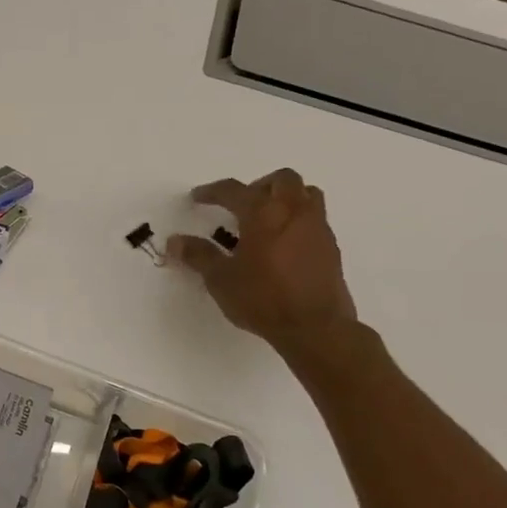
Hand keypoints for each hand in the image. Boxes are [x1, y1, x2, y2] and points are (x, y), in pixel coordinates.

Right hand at [168, 169, 357, 359]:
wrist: (316, 328)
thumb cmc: (263, 299)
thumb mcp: (221, 279)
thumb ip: (199, 255)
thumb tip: (175, 241)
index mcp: (264, 213)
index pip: (234, 190)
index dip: (212, 191)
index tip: (198, 197)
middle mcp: (294, 212)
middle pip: (282, 179)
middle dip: (259, 185)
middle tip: (243, 204)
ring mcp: (318, 228)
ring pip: (306, 194)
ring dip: (286, 197)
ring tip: (267, 220)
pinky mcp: (331, 248)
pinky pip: (315, 219)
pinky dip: (297, 221)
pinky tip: (283, 246)